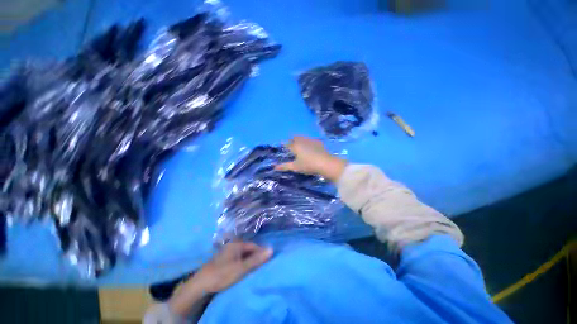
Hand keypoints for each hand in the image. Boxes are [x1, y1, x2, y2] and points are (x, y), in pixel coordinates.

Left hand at [195, 242, 272, 292]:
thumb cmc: (223, 274)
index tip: (266, 262)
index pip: (254, 246)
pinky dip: (241, 264)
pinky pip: (236, 259)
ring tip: (252, 270)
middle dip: (254, 257)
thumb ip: (257, 259)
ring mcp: (226, 252)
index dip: (260, 253)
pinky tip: (241, 271)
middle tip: (259, 268)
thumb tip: (272, 249)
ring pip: (242, 255)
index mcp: (237, 244)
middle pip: (248, 250)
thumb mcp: (242, 268)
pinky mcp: (223, 260)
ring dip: (248, 261)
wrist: (200, 285)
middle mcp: (232, 245)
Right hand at [275, 136, 346, 181]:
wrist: (325, 163)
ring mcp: (311, 140)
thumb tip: (274, 167)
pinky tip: (310, 144)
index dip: (284, 143)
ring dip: (300, 139)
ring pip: (303, 137)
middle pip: (295, 138)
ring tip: (299, 142)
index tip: (282, 143)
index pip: (287, 143)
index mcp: (295, 146)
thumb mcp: (295, 167)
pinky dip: (308, 141)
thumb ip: (284, 166)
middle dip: (292, 139)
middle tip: (291, 142)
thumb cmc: (308, 165)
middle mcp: (302, 141)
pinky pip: (311, 139)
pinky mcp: (319, 142)